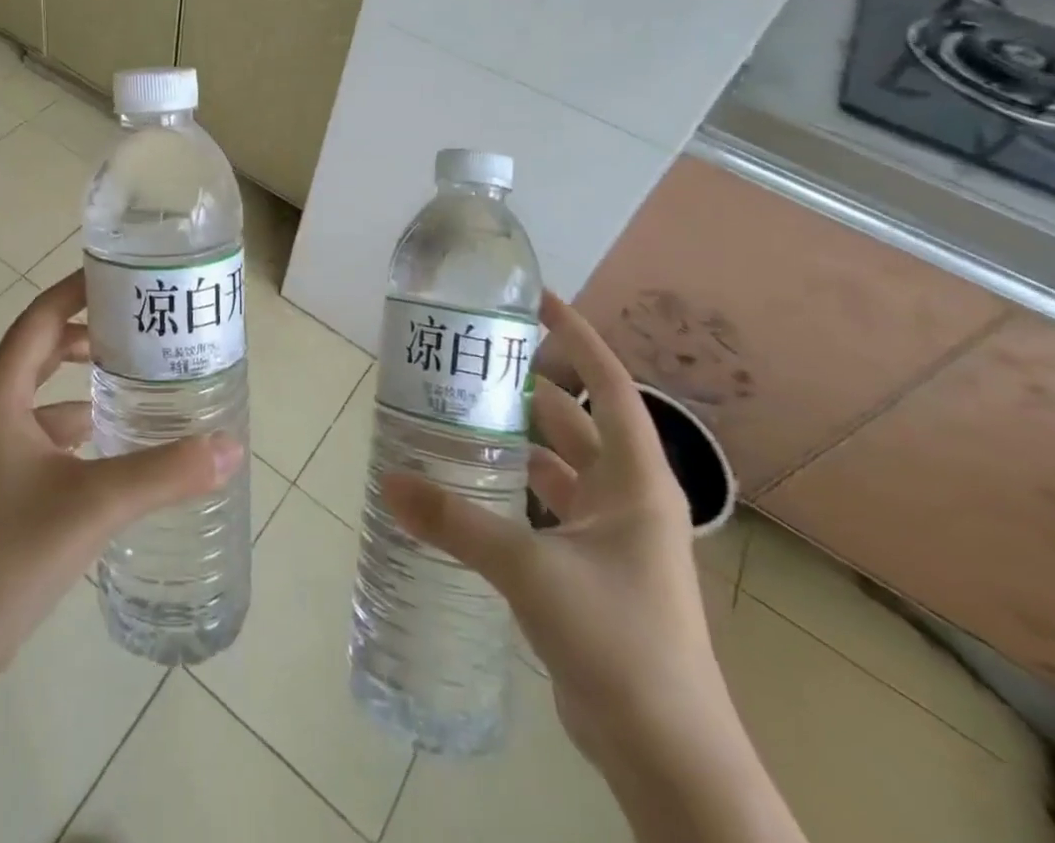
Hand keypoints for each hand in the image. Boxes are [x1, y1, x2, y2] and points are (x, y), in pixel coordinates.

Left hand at [0, 270, 243, 682]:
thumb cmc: (8, 556)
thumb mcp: (95, 504)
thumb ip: (166, 473)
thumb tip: (232, 446)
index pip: (41, 316)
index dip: (79, 290)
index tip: (126, 276)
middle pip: (39, 348)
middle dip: (88, 332)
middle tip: (142, 326)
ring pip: (39, 393)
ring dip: (81, 380)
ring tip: (137, 378)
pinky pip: (38, 432)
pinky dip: (72, 425)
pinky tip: (109, 443)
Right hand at [381, 291, 728, 768]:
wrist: (667, 754)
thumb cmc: (617, 640)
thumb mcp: (528, 569)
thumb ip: (455, 521)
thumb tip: (387, 480)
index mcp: (634, 480)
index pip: (607, 383)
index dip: (575, 336)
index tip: (535, 299)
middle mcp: (627, 497)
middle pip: (576, 418)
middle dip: (529, 384)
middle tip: (472, 359)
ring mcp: (612, 535)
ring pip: (559, 462)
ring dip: (517, 437)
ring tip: (459, 411)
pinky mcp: (592, 569)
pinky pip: (547, 504)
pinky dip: (514, 485)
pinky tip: (471, 484)